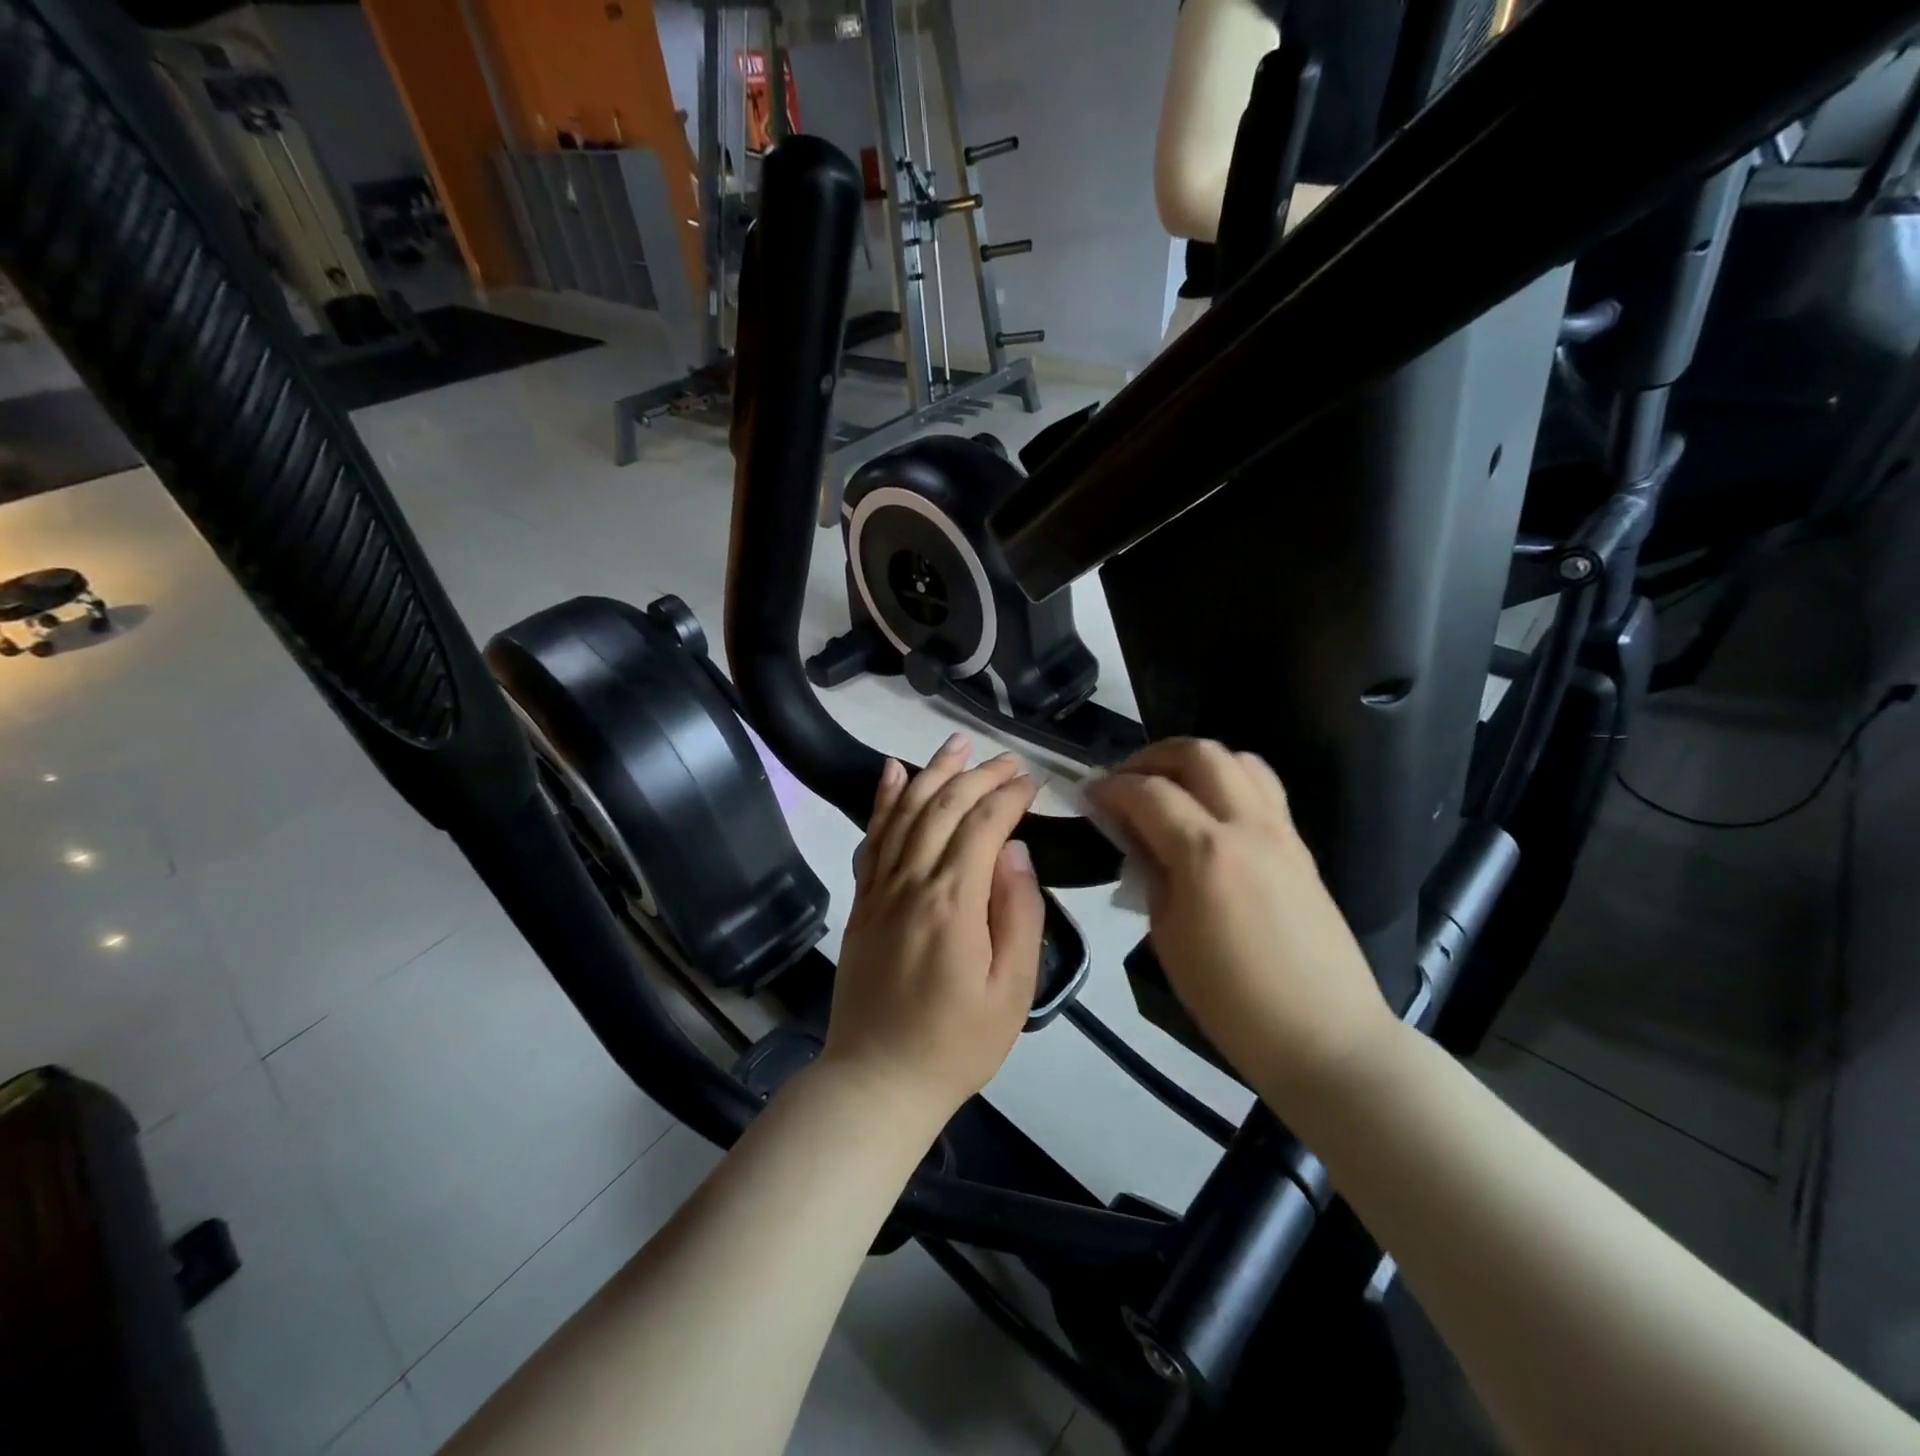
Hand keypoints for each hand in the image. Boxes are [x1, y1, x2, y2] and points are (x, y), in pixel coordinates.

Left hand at [819, 734, 1045, 1134]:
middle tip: (1007, 759)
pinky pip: (872, 838)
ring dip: (932, 771)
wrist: (877, 1080)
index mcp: (953, 902)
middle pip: (943, 807)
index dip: (1009, 796)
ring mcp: (880, 889)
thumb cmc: (956, 1043)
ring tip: (957, 743)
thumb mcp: (1012, 990)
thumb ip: (1019, 913)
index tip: (1033, 782)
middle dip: (978, 775)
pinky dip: (882, 800)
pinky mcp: (862, 901)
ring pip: (905, 811)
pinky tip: (891, 771)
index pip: (982, 825)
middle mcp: (911, 882)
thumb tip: (1015, 851)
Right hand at [1087, 739, 1394, 1105]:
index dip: (1110, 787)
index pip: (1147, 792)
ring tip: (1168, 789)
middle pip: (1199, 753)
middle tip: (1125, 782)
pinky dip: (1227, 781)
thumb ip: (1149, 875)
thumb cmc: (1231, 1001)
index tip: (1088, 795)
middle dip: (1152, 757)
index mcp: (1205, 853)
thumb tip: (1134, 838)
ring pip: (1238, 759)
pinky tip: (1208, 814)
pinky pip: (1262, 788)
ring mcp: (1281, 831)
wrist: (1324, 1037)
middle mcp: (1247, 826)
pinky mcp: (1300, 846)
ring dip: (1194, 762)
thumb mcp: (1168, 938)